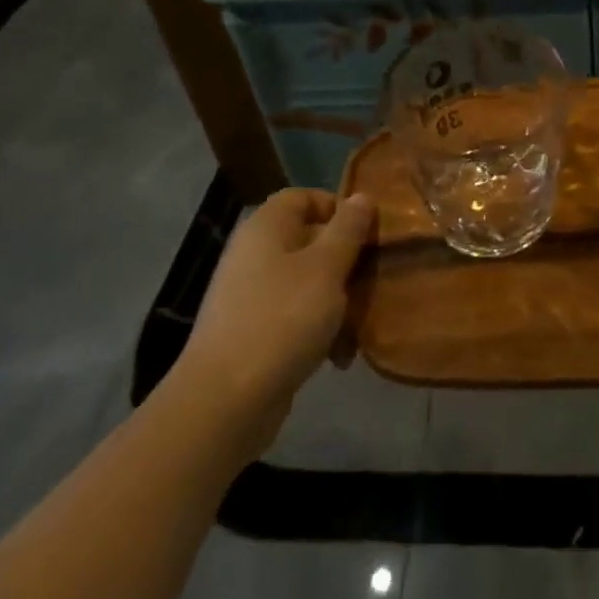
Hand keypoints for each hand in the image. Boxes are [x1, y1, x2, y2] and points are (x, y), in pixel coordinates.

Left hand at [174, 189, 375, 461]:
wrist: (225, 401)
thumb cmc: (282, 319)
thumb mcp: (326, 268)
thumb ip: (348, 230)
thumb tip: (361, 196)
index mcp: (266, 227)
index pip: (303, 197)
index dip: (337, 207)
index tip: (367, 233)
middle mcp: (254, 254)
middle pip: (309, 241)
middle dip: (346, 262)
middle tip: (373, 281)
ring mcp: (250, 295)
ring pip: (307, 282)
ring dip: (338, 301)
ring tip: (360, 326)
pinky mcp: (252, 332)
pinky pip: (294, 316)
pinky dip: (318, 329)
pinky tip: (339, 356)